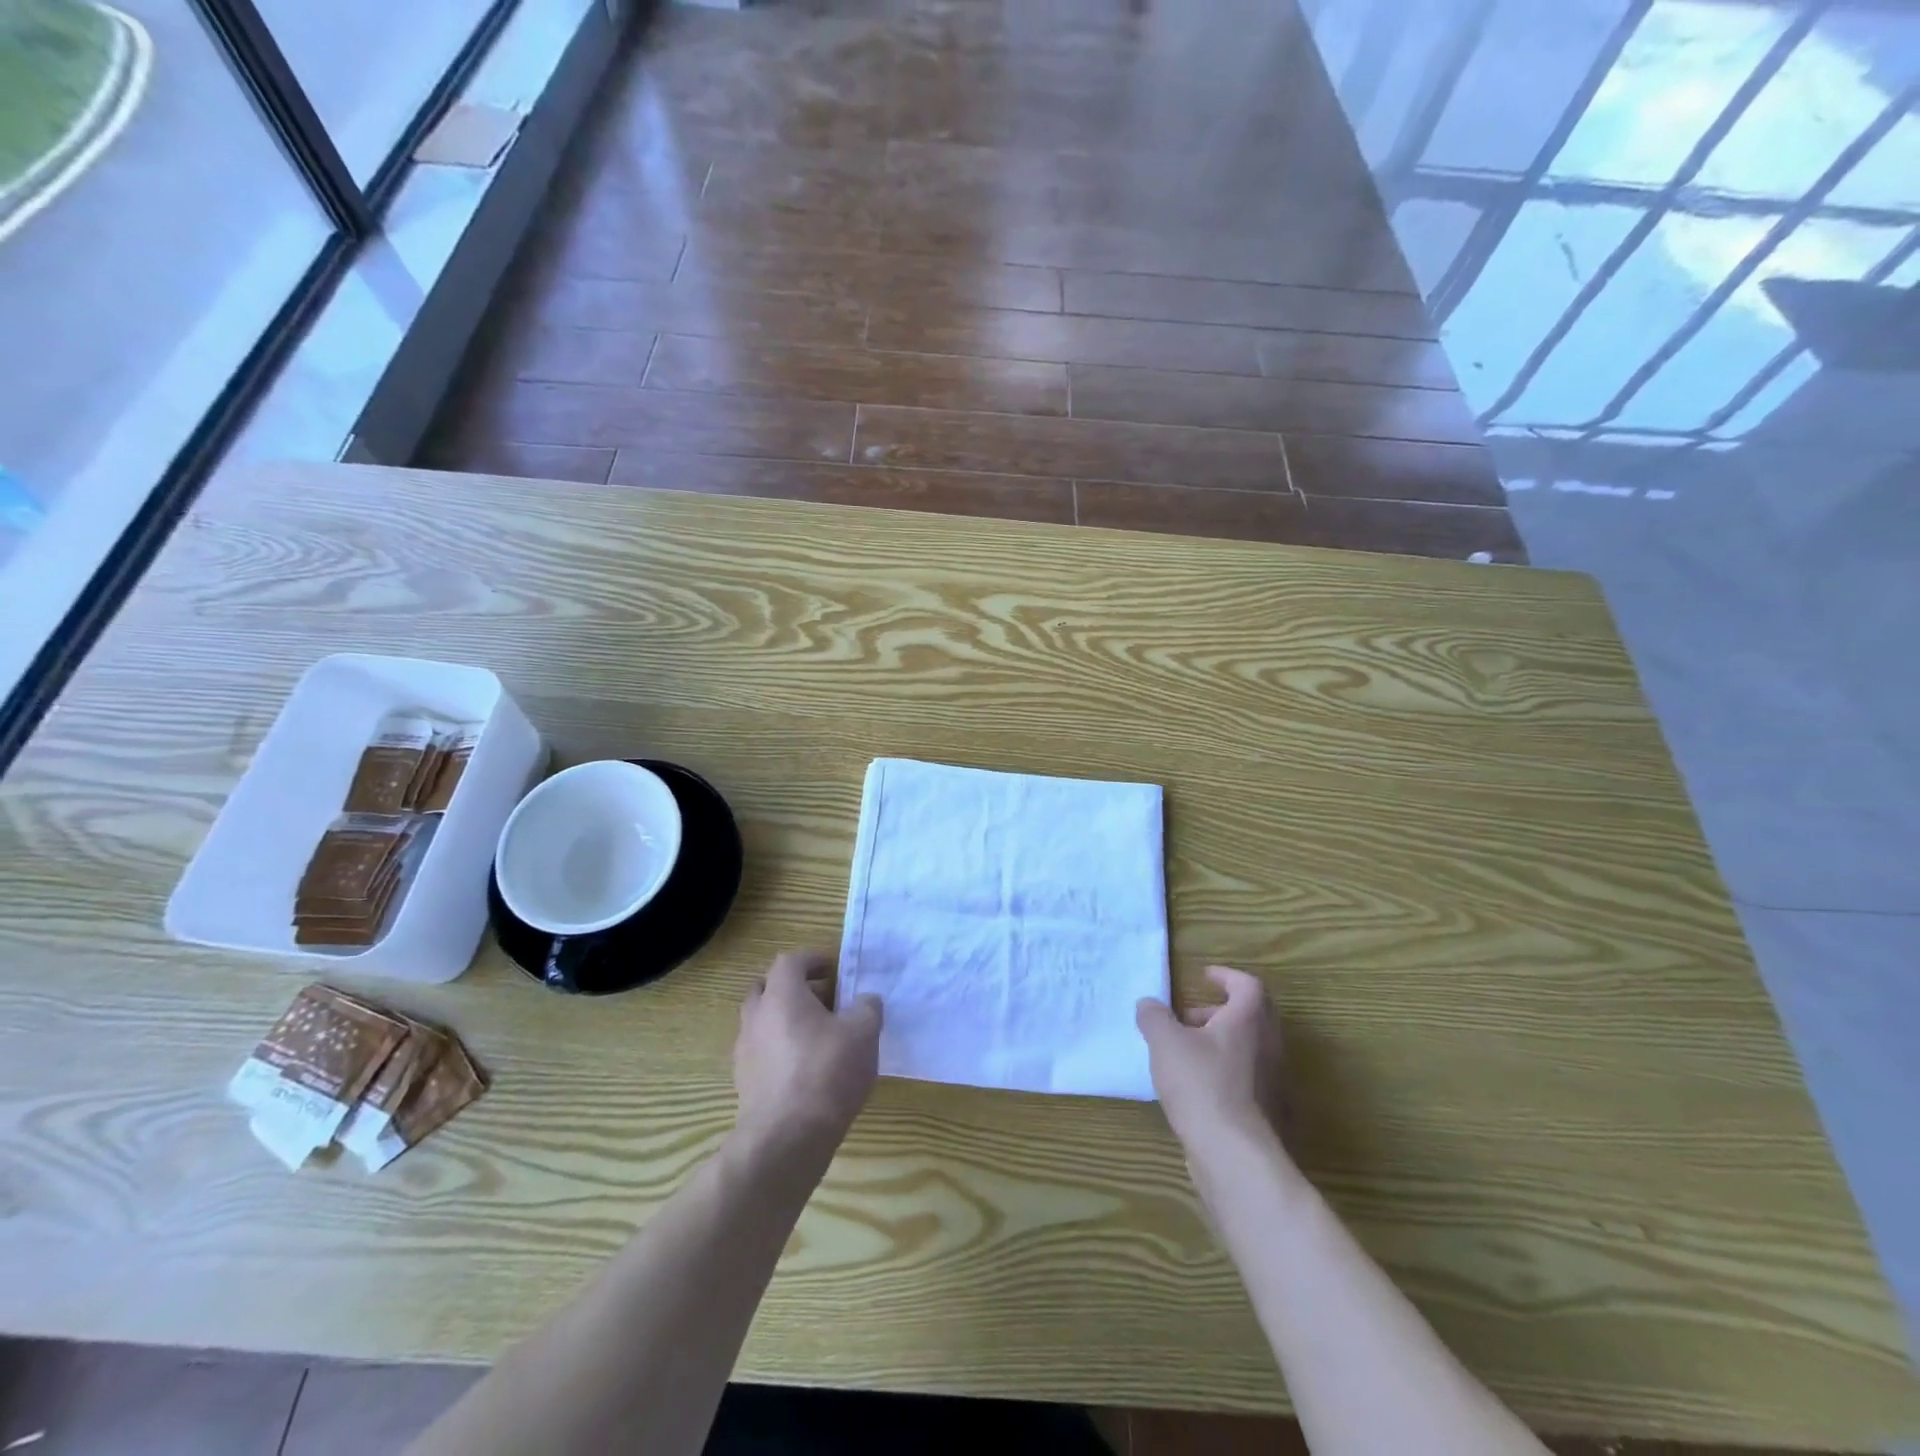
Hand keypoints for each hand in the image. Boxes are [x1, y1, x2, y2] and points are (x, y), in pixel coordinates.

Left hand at [734, 951, 882, 1157]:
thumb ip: (867, 1007)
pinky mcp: (744, 1083)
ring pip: (762, 1022)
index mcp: (781, 995)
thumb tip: (865, 1001)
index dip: (812, 960)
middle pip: (766, 988)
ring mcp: (745, 1051)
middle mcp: (756, 1016)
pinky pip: (761, 1052)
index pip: (790, 961)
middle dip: (792, 988)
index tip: (833, 970)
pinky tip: (805, 1069)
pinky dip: (779, 1050)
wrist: (787, 1138)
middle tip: (822, 1000)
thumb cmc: (827, 1072)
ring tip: (817, 1036)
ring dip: (784, 1021)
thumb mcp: (863, 1032)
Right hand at [1137, 966, 1289, 1155]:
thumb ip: (1154, 1017)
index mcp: (1249, 1020)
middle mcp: (1269, 1046)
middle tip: (1190, 1016)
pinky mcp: (1269, 1111)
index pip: (1248, 985)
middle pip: (1253, 1016)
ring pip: (1250, 1048)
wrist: (1235, 1155)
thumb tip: (1148, 1004)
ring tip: (1185, 1054)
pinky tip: (1197, 1088)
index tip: (1204, 976)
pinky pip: (1248, 1078)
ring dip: (1221, 1042)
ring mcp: (1273, 1081)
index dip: (1226, 976)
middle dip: (1220, 1011)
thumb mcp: (1165, 1042)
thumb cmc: (1201, 1085)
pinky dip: (1225, 1071)